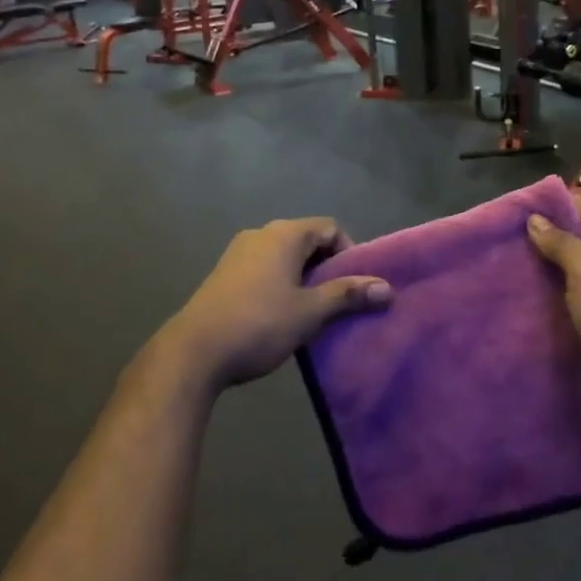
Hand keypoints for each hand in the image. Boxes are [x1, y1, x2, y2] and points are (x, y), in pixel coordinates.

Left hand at [158, 219, 391, 392]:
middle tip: (338, 300)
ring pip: (284, 256)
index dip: (349, 252)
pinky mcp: (224, 274)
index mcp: (284, 235)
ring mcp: (238, 253)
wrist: (193, 353)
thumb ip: (348, 295)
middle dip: (327, 267)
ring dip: (303, 278)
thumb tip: (387, 288)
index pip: (329, 228)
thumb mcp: (310, 312)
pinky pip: (264, 269)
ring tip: (312, 311)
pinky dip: (281, 284)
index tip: (355, 285)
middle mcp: (260, 234)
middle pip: (307, 240)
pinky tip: (281, 316)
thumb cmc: (259, 324)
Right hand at [527, 197, 580, 406]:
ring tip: (517, 270)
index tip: (512, 215)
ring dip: (553, 265)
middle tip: (508, 245)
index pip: (579, 204)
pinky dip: (565, 288)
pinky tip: (542, 297)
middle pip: (580, 232)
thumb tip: (535, 218)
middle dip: (546, 237)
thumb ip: (561, 242)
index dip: (547, 206)